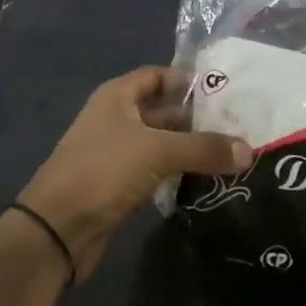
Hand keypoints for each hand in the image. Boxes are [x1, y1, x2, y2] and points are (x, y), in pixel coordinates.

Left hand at [15, 66, 253, 280]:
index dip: (188, 80)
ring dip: (188, 146)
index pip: (158, 76)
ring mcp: (114, 153)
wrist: (56, 230)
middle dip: (195, 117)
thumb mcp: (158, 152)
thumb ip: (204, 148)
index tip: (223, 91)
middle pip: (162, 109)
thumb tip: (249, 150)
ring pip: (159, 142)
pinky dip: (176, 171)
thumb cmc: (103, 171)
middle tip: (235, 124)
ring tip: (228, 151)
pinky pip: (154, 169)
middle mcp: (115, 118)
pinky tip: (203, 178)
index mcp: (117, 96)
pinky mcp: (117, 185)